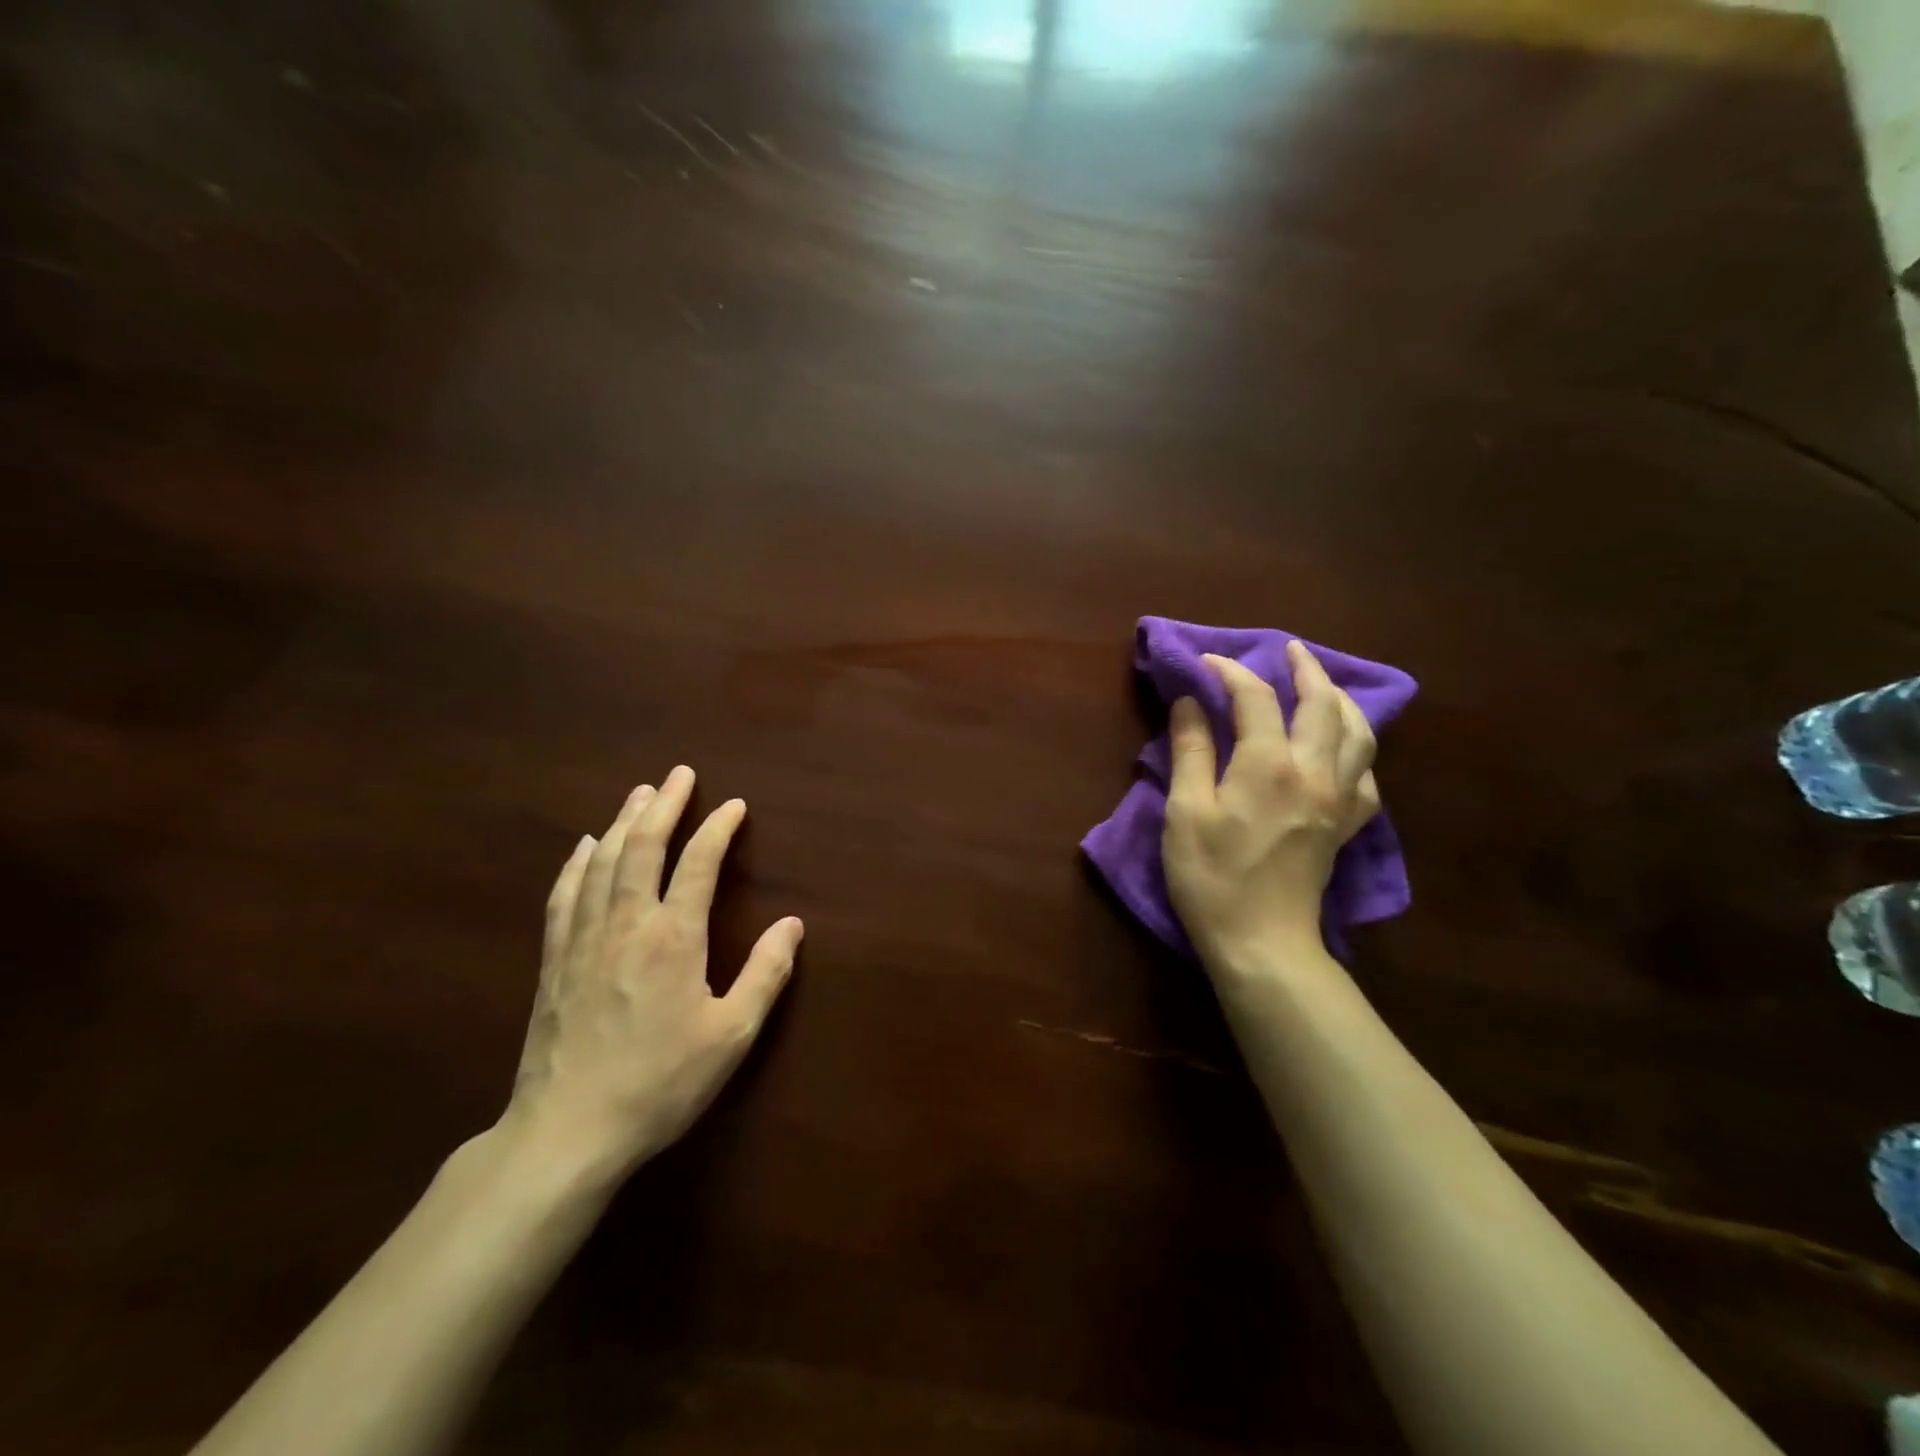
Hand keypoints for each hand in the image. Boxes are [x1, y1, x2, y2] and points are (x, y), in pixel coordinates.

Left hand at [502, 766, 802, 1181]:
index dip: (718, 829)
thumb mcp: (731, 1035)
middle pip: (643, 847)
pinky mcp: (554, 961)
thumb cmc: (660, 1082)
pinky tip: (583, 846)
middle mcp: (626, 924)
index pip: (698, 863)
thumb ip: (765, 974)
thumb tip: (793, 924)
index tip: (734, 806)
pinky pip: (565, 895)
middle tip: (679, 774)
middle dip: (664, 805)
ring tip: (639, 793)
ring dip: (623, 822)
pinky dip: (576, 863)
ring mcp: (583, 940)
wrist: (567, 1132)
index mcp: (673, 938)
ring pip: (602, 863)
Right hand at [1163, 641, 1379, 970]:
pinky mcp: (1346, 825)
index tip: (1206, 662)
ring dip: (1341, 700)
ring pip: (1358, 732)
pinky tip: (1342, 749)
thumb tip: (1191, 702)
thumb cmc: (1212, 877)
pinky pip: (1367, 774)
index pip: (1255, 697)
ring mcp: (1338, 798)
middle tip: (1288, 650)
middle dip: (1305, 669)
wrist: (1262, 941)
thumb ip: (1191, 751)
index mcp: (1269, 764)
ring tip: (1323, 686)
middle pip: (1322, 703)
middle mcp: (1314, 771)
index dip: (1230, 672)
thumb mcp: (1185, 811)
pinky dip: (1357, 748)